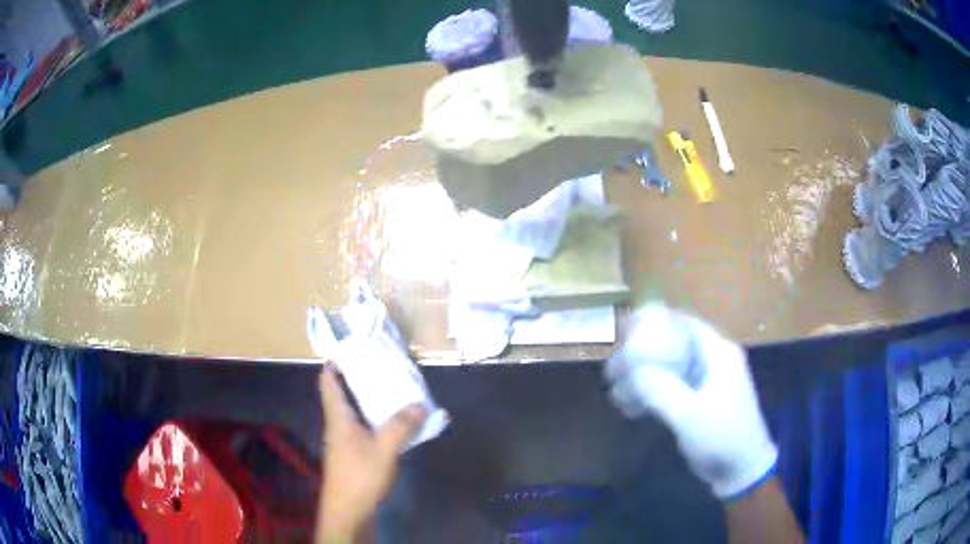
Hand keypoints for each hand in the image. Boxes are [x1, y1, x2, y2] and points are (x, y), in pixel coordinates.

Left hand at [317, 365, 426, 542]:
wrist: (348, 509)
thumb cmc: (360, 475)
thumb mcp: (384, 450)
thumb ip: (401, 426)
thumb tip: (420, 404)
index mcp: (338, 417)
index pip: (328, 382)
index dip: (334, 362)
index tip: (351, 347)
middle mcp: (338, 423)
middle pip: (341, 393)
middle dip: (357, 376)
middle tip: (380, 362)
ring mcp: (344, 439)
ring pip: (353, 410)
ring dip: (367, 397)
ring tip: (391, 386)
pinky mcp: (353, 452)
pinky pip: (362, 425)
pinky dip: (374, 417)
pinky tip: (393, 420)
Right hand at [605, 305, 776, 498]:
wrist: (741, 469)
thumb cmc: (722, 437)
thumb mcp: (690, 415)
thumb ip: (661, 390)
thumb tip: (632, 370)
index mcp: (718, 353)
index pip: (684, 323)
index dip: (656, 320)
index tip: (626, 329)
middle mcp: (713, 360)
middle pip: (675, 343)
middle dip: (644, 351)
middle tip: (616, 365)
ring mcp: (708, 381)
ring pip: (671, 366)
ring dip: (645, 374)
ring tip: (617, 388)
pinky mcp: (700, 400)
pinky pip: (672, 386)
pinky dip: (653, 391)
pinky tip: (632, 407)